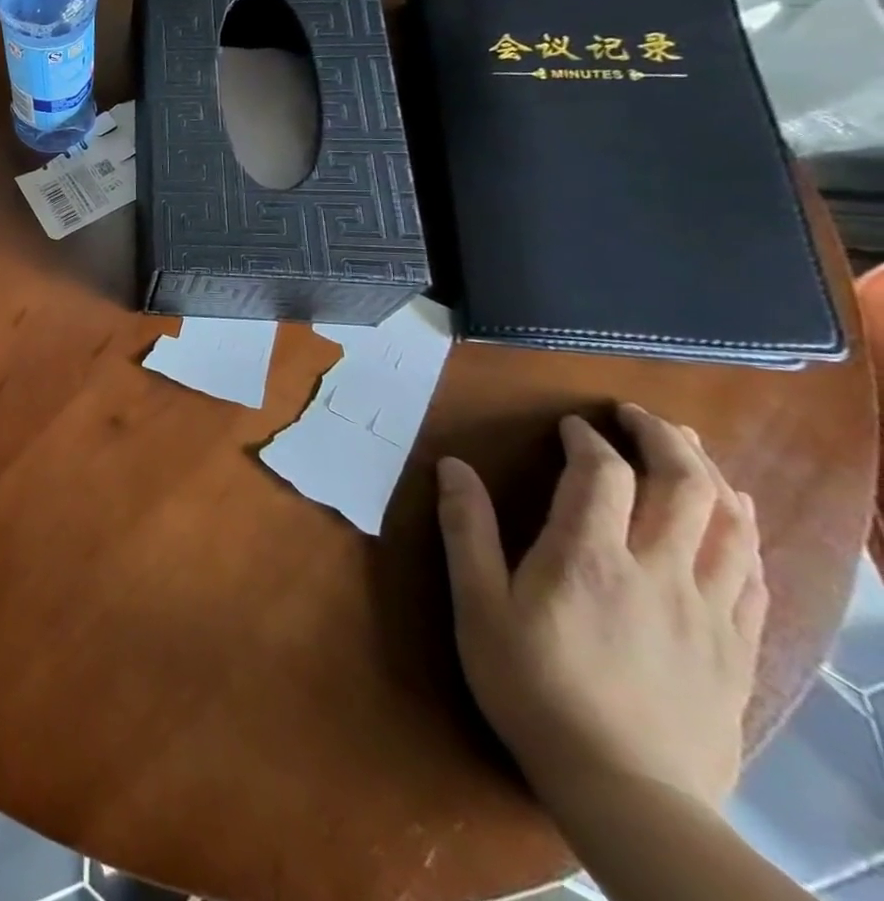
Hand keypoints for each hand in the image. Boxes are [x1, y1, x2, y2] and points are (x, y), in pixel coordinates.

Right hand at [437, 404, 766, 810]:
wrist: (627, 788)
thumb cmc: (532, 686)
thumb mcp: (478, 606)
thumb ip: (467, 531)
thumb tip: (452, 467)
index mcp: (590, 558)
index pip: (601, 475)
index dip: (588, 440)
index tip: (571, 427)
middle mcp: (659, 571)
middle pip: (684, 487)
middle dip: (665, 440)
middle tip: (639, 416)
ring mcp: (709, 609)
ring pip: (730, 524)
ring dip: (710, 475)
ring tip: (690, 450)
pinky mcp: (737, 644)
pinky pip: (753, 572)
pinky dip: (744, 529)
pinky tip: (733, 519)